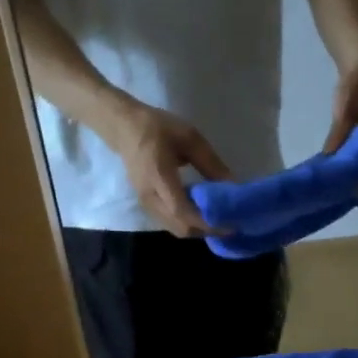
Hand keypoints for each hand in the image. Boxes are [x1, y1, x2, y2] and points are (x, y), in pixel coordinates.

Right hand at [111, 103, 232, 236]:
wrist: (123, 127)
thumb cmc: (157, 128)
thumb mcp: (189, 138)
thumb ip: (211, 163)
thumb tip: (234, 186)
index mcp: (159, 177)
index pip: (182, 210)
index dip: (206, 221)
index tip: (230, 224)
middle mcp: (150, 196)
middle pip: (180, 226)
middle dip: (206, 230)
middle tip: (230, 223)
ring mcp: (145, 203)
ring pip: (174, 228)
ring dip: (198, 228)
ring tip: (220, 219)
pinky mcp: (146, 204)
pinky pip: (169, 222)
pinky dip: (188, 223)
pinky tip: (202, 212)